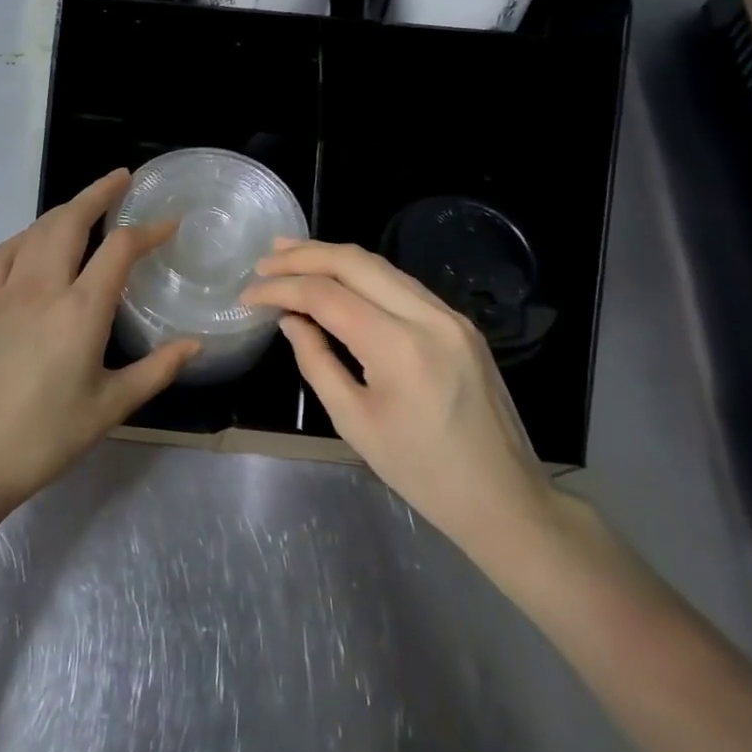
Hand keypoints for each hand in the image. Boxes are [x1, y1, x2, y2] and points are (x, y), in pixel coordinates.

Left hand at [0, 170, 199, 511]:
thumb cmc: (46, 437)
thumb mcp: (110, 407)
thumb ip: (156, 370)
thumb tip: (195, 344)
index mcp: (80, 311)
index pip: (119, 249)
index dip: (148, 230)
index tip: (170, 224)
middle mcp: (43, 288)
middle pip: (70, 220)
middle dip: (98, 193)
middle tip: (122, 179)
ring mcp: (7, 293)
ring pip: (36, 231)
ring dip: (64, 208)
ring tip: (87, 204)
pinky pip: (5, 254)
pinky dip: (26, 235)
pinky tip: (35, 241)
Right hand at [244, 239, 559, 571]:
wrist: (503, 496)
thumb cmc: (421, 472)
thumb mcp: (354, 422)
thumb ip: (316, 362)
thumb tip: (290, 320)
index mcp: (399, 348)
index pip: (326, 296)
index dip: (281, 288)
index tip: (248, 294)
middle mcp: (428, 317)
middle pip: (355, 262)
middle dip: (304, 255)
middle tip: (264, 258)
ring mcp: (450, 315)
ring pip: (380, 265)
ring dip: (332, 257)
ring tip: (290, 254)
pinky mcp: (459, 322)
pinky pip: (400, 284)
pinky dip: (361, 275)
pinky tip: (337, 278)